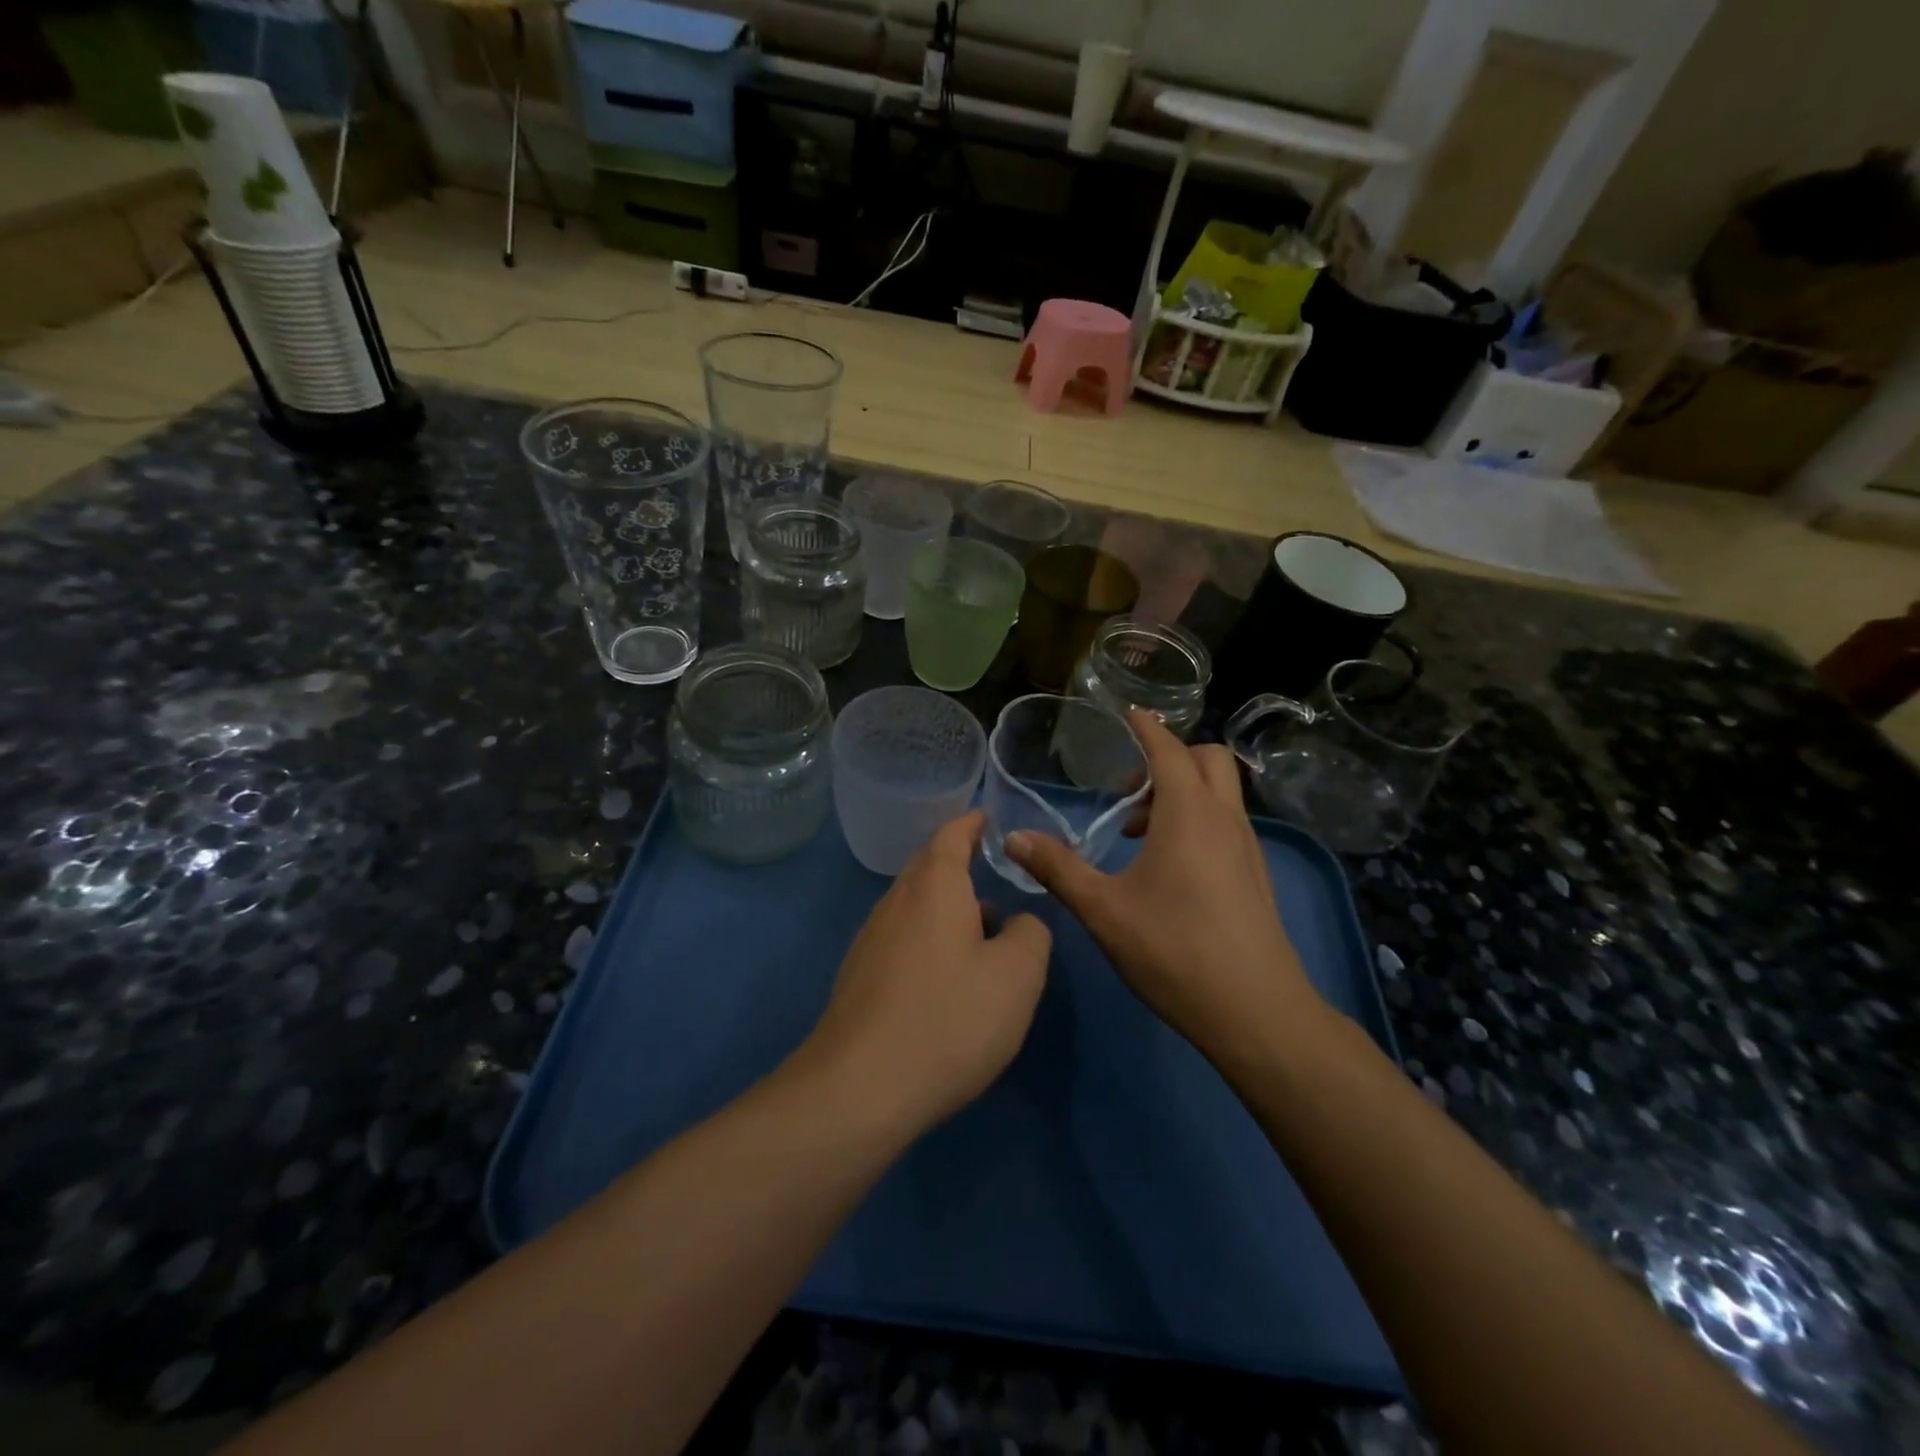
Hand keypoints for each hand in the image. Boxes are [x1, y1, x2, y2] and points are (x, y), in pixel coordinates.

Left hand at [802, 811, 1050, 1132]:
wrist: (860, 1088)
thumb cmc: (949, 1018)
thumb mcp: (1017, 976)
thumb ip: (1031, 934)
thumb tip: (1021, 922)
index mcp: (934, 886)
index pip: (951, 835)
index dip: (972, 823)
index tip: (989, 818)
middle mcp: (895, 902)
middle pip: (928, 868)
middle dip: (960, 865)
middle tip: (993, 874)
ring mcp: (871, 939)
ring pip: (914, 906)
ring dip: (948, 908)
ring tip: (984, 931)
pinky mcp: (859, 976)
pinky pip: (902, 938)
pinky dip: (929, 939)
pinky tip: (947, 977)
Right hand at [1005, 712, 1325, 1077]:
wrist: (1256, 1011)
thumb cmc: (1174, 951)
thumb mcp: (1103, 909)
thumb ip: (1057, 868)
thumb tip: (1013, 837)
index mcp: (1189, 814)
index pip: (1169, 749)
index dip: (1147, 727)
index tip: (1128, 713)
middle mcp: (1225, 819)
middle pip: (1207, 759)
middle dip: (1170, 758)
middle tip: (1130, 790)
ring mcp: (1247, 847)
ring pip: (1220, 792)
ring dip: (1182, 792)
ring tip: (1138, 833)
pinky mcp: (1255, 874)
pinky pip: (1227, 822)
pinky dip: (1198, 819)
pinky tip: (1168, 867)